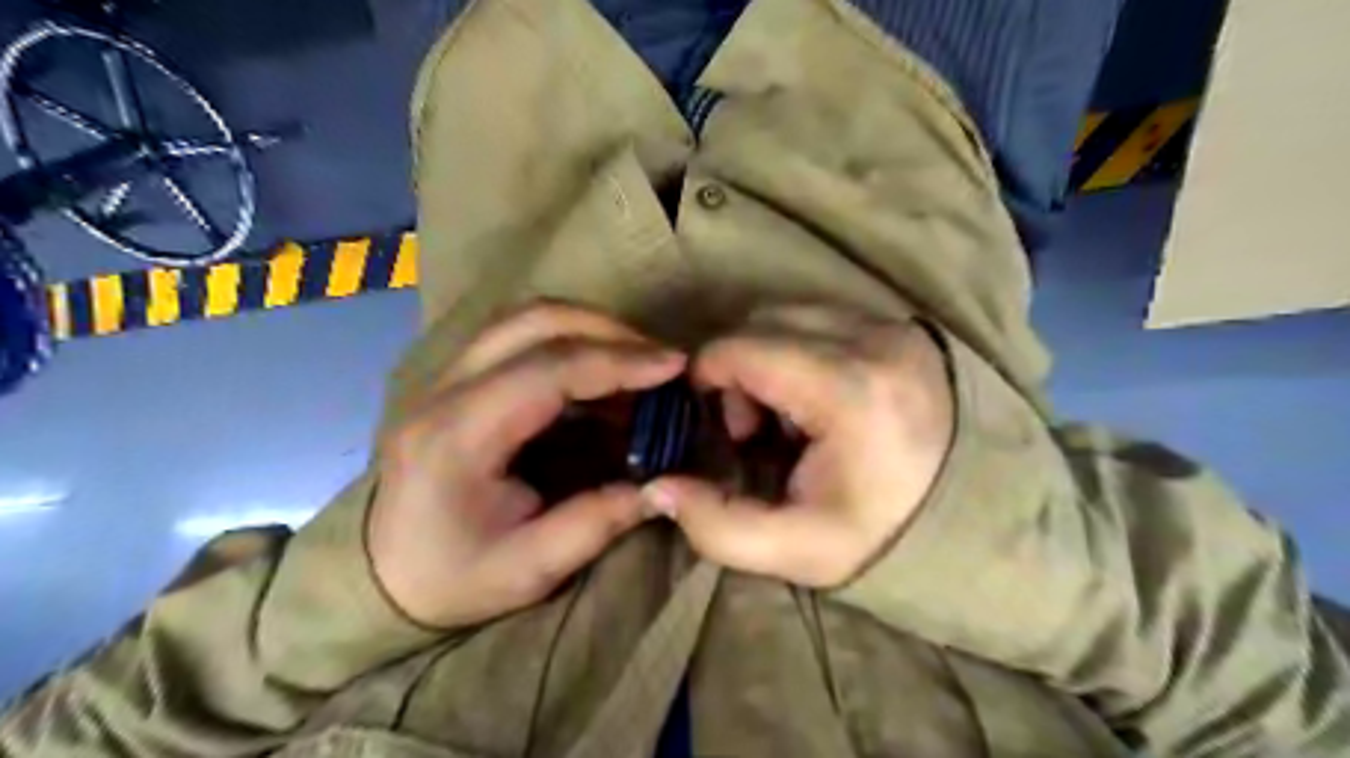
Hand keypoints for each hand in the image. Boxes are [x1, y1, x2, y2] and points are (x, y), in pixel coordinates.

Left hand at [368, 303, 686, 627]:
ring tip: (637, 359)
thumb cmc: (450, 579)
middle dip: (608, 330)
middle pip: (533, 322)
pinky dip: (568, 342)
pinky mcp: (456, 380)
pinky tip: (600, 373)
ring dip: (588, 327)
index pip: (547, 370)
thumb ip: (598, 522)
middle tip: (660, 358)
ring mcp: (445, 377)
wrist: (380, 577)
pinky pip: (518, 337)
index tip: (673, 366)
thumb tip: (662, 486)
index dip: (617, 361)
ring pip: (523, 319)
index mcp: (459, 436)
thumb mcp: (529, 568)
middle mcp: (445, 390)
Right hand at [641, 304, 948, 587]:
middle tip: (752, 426)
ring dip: (767, 355)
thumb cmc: (886, 532)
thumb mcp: (799, 550)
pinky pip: (824, 316)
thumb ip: (719, 526)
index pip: (744, 347)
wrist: (977, 515)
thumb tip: (658, 486)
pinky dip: (800, 347)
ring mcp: (892, 327)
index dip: (708, 377)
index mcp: (848, 390)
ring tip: (785, 412)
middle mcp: (873, 340)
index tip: (719, 425)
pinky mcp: (901, 328)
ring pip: (791, 312)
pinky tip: (816, 395)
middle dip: (738, 368)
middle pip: (762, 321)